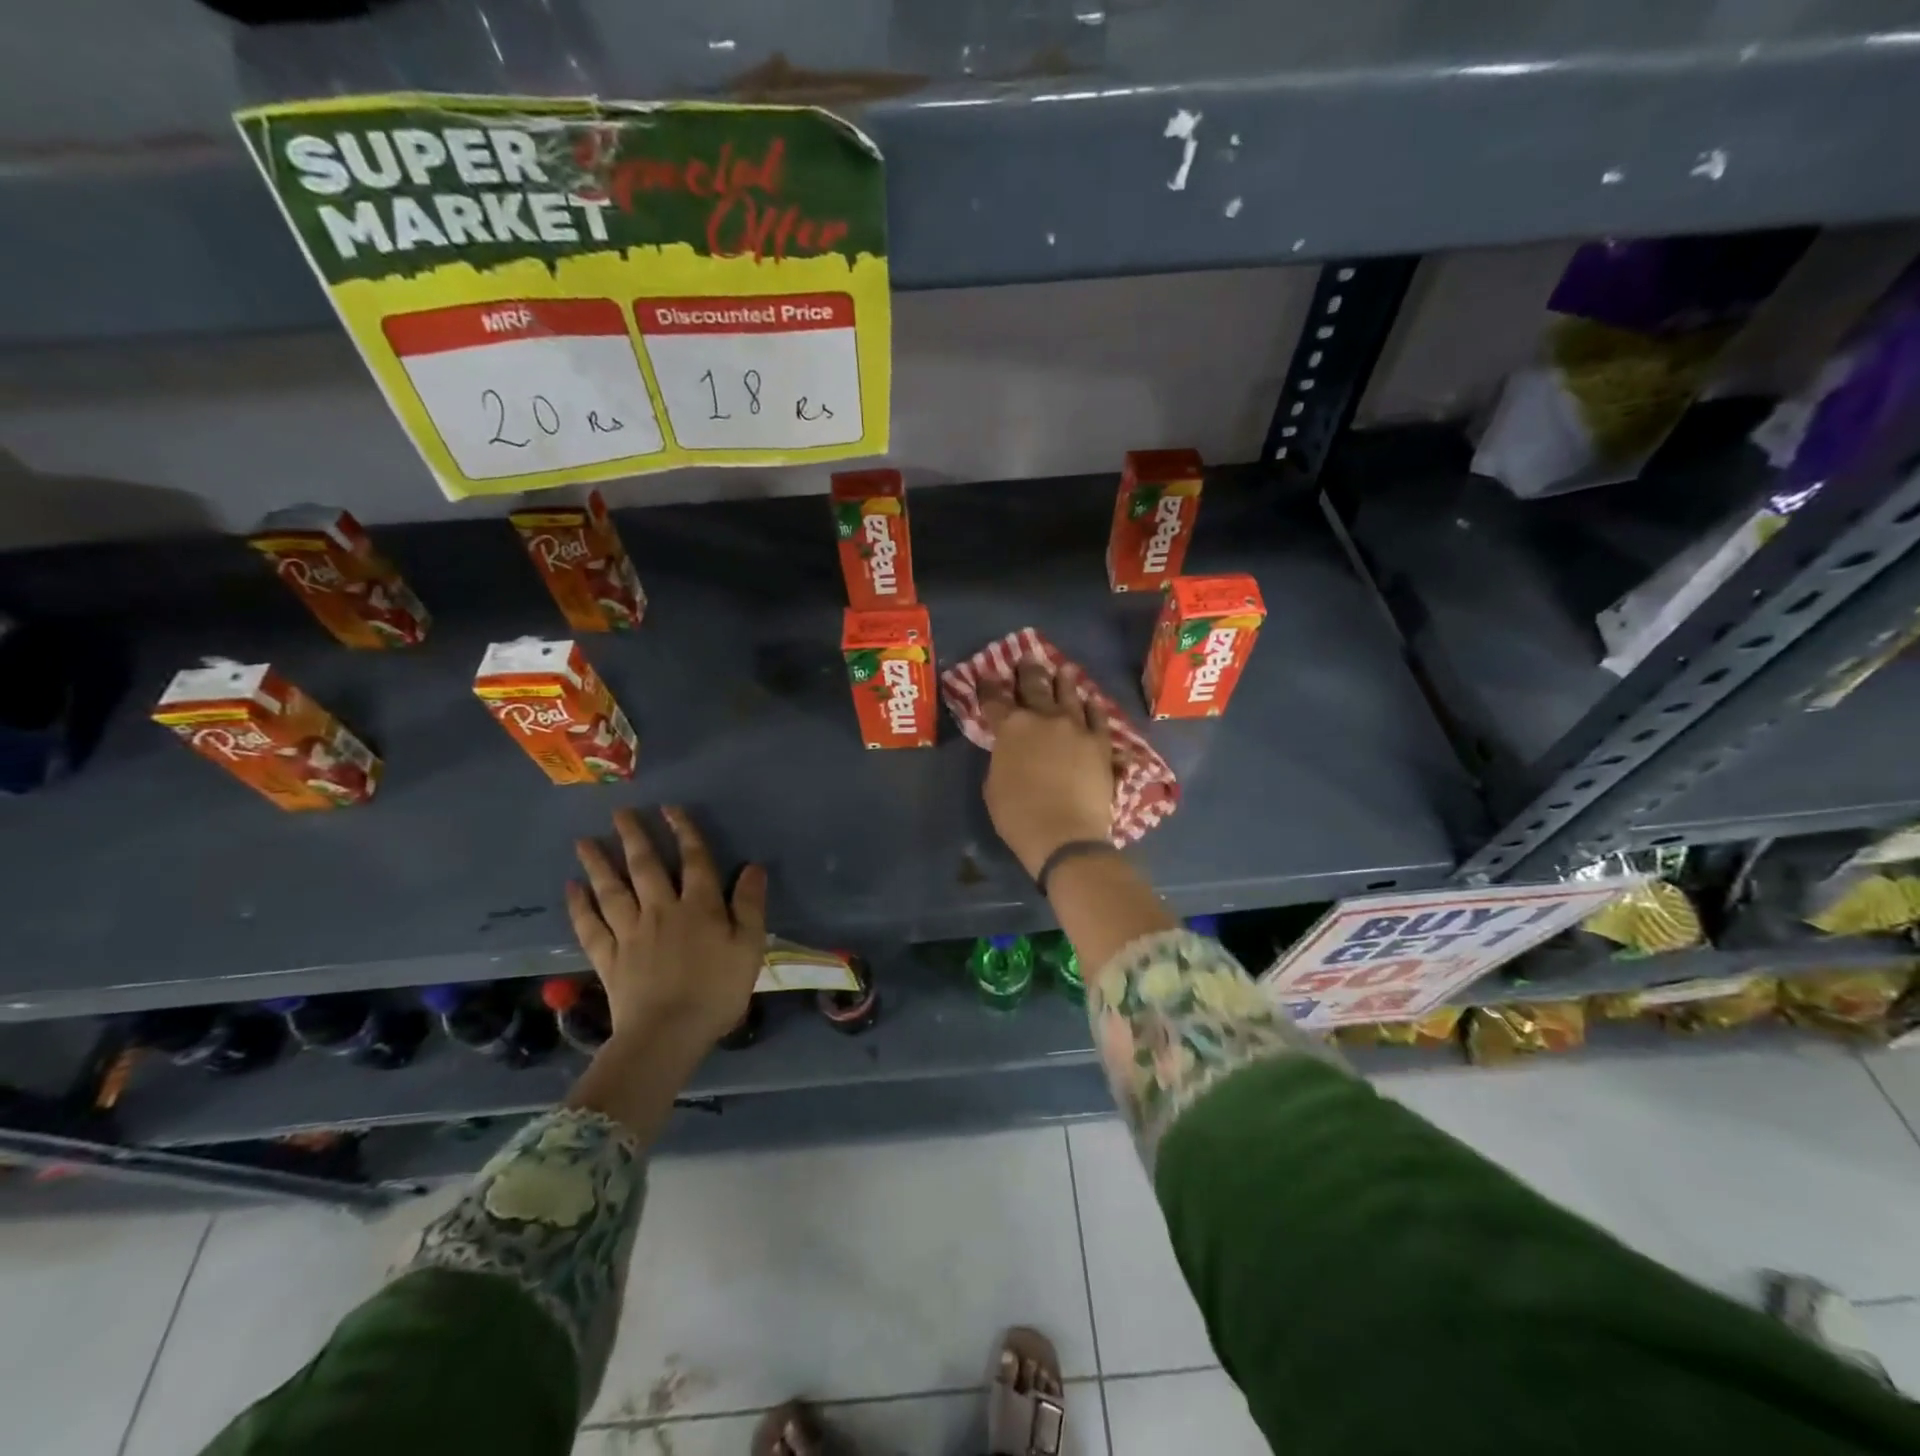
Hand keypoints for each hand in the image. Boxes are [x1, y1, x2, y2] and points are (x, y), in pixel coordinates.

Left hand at [566, 807, 766, 1050]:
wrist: (668, 1033)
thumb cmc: (717, 990)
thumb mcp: (750, 946)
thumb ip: (750, 905)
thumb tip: (752, 867)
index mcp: (699, 907)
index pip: (694, 860)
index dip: (683, 832)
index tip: (670, 809)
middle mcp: (661, 910)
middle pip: (645, 867)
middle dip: (633, 837)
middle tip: (619, 813)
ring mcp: (630, 933)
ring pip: (612, 891)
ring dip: (598, 864)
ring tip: (584, 841)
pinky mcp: (609, 958)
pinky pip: (590, 927)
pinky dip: (579, 906)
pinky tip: (571, 889)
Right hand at [982, 662, 1116, 876]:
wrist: (1065, 834)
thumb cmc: (1018, 815)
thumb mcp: (994, 785)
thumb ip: (1002, 758)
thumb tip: (1010, 750)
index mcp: (1011, 728)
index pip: (994, 700)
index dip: (988, 687)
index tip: (986, 676)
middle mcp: (1043, 718)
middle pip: (1034, 686)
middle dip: (1028, 671)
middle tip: (1027, 658)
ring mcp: (1076, 727)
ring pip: (1069, 694)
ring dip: (1063, 680)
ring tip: (1062, 669)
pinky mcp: (1100, 742)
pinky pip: (1097, 717)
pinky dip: (1092, 706)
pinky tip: (1090, 699)